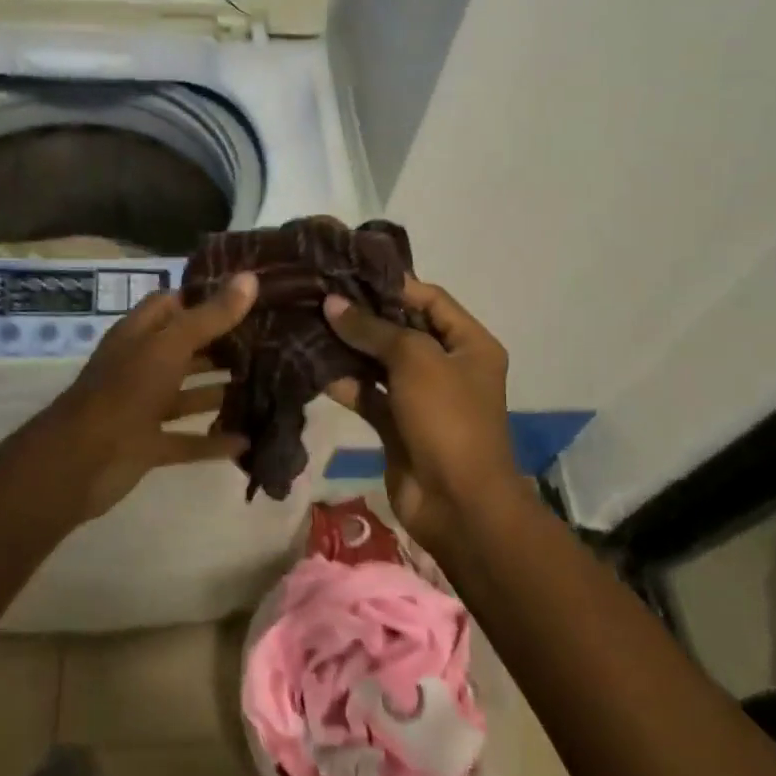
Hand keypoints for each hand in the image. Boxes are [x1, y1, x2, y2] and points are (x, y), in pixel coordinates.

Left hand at [35, 273, 258, 522]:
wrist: (82, 461)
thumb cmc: (126, 390)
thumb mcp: (170, 346)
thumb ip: (210, 316)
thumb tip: (249, 278)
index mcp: (139, 334)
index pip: (171, 304)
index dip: (203, 297)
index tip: (246, 295)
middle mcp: (141, 366)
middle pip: (185, 348)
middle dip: (221, 345)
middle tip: (269, 340)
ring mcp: (143, 407)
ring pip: (188, 394)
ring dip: (219, 391)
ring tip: (266, 385)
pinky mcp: (149, 445)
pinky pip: (187, 439)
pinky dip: (212, 440)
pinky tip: (246, 440)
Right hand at [322, 278, 519, 552]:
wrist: (458, 503)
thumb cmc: (448, 418)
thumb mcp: (415, 361)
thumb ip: (373, 329)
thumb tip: (332, 303)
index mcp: (469, 344)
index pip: (430, 299)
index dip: (392, 284)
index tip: (348, 272)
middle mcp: (447, 366)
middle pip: (402, 329)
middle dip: (363, 315)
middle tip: (318, 294)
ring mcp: (421, 398)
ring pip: (380, 363)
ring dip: (348, 347)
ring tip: (307, 322)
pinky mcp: (396, 425)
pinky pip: (368, 395)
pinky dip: (344, 382)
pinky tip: (311, 365)